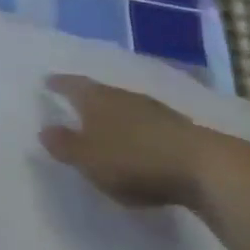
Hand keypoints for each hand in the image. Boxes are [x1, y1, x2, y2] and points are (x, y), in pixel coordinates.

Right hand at [39, 75, 222, 209]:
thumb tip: (44, 129)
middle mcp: (123, 96)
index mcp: (96, 99)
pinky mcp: (179, 128)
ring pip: (125, 106)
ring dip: (114, 113)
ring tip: (105, 122)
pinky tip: (138, 139)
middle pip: (99, 92)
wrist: (204, 168)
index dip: (58, 84)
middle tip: (74, 102)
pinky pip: (147, 122)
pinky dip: (136, 128)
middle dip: (86, 97)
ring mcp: (154, 110)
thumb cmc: (133, 160)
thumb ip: (64, 145)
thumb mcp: (88, 158)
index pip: (71, 85)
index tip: (47, 82)